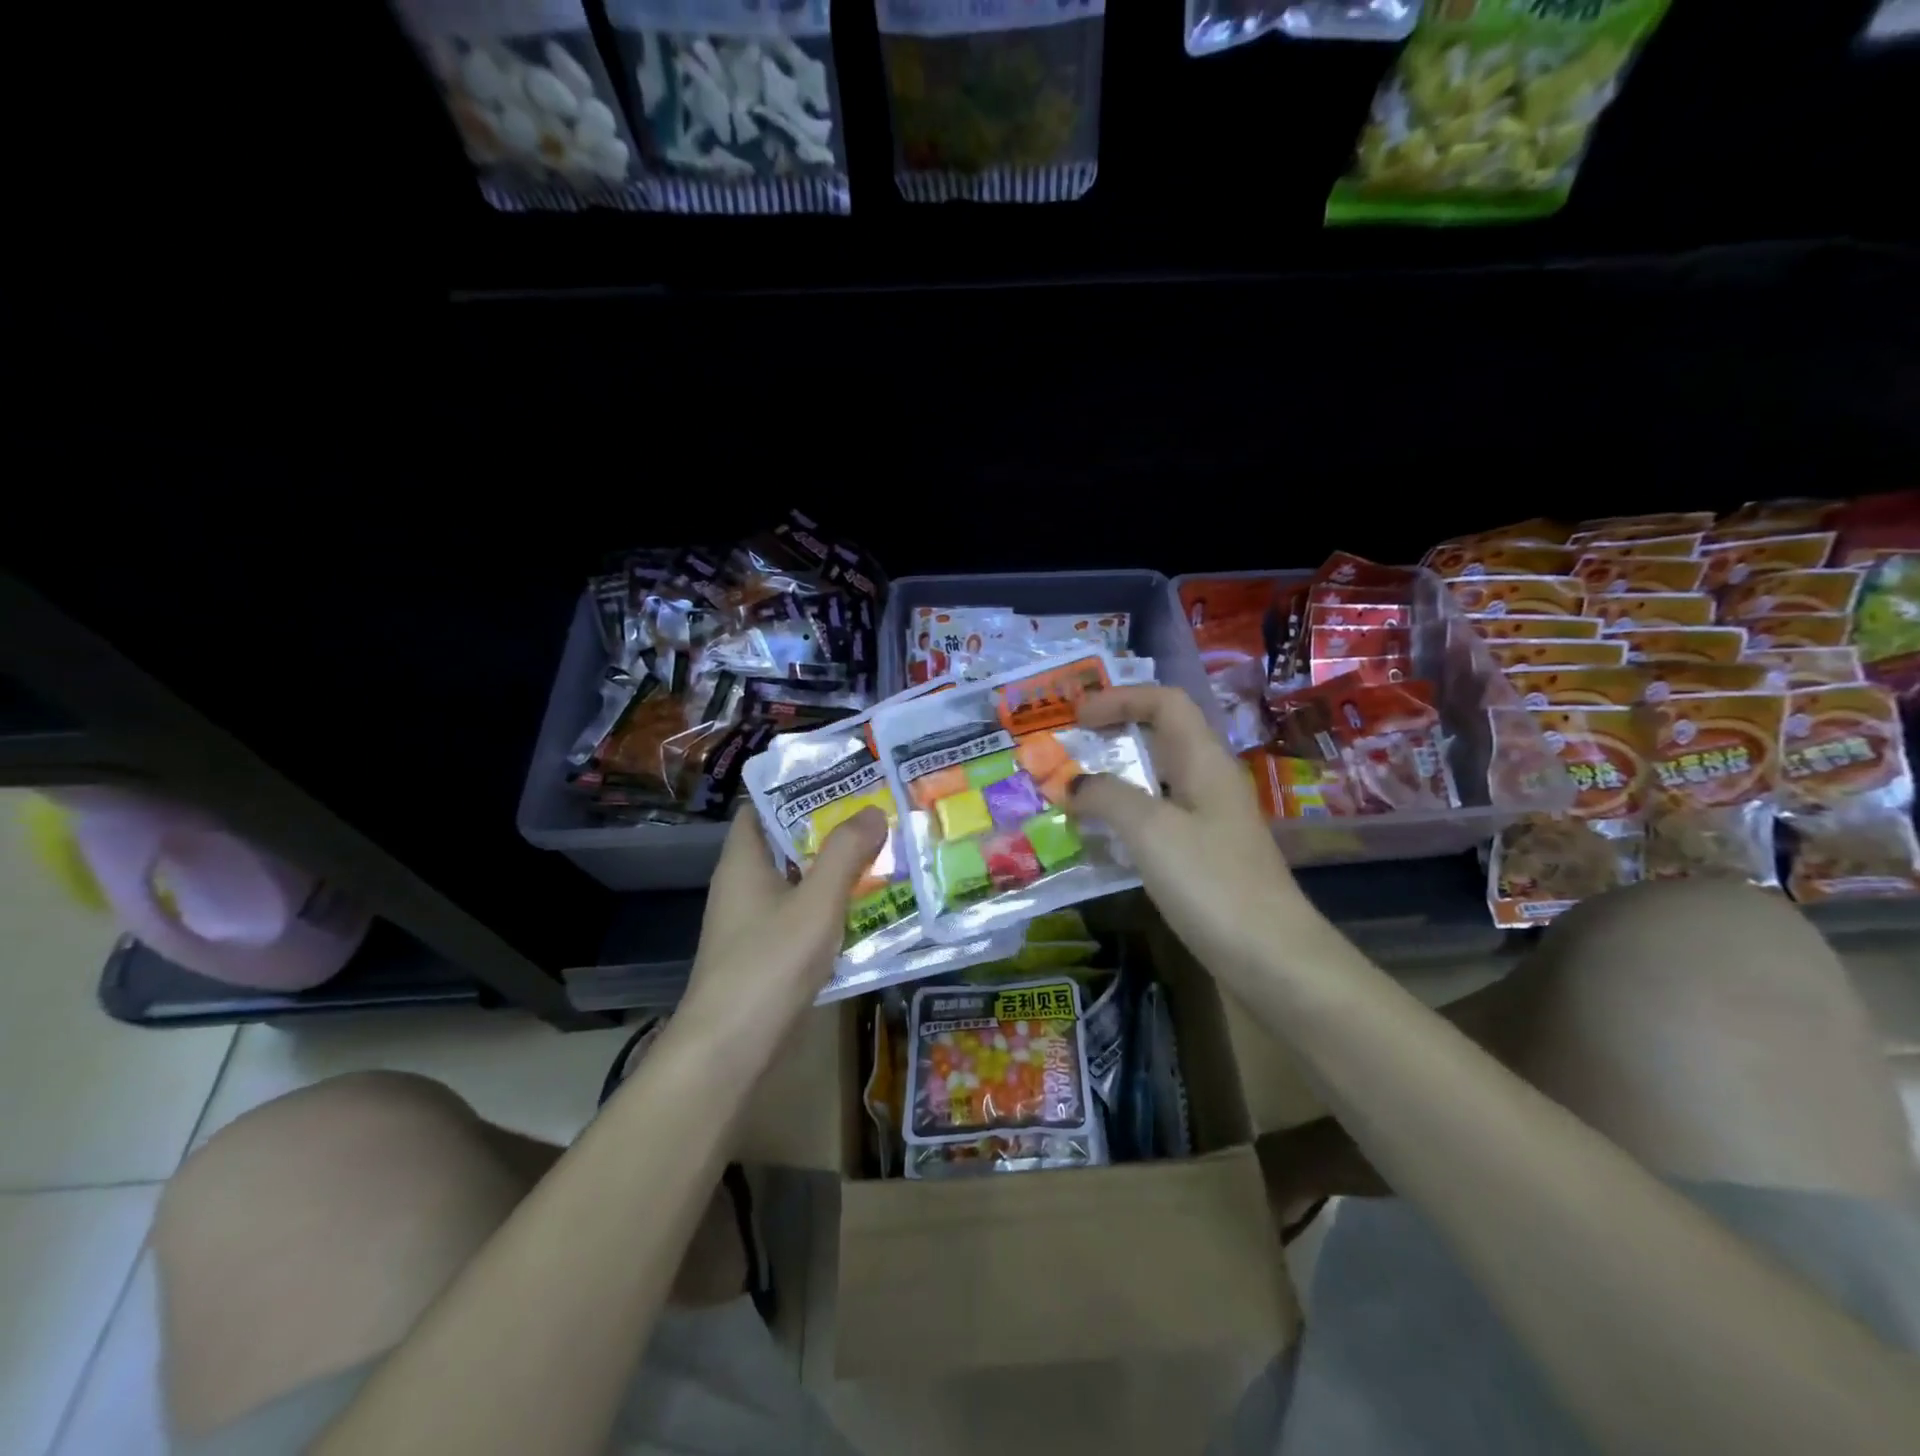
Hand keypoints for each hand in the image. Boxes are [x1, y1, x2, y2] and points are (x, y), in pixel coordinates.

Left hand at [680, 807, 889, 1047]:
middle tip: (875, 814)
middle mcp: (741, 885)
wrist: (729, 1050)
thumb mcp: (816, 903)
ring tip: (880, 853)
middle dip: (826, 829)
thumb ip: (845, 854)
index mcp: (743, 861)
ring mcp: (750, 922)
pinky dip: (826, 906)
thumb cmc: (769, 964)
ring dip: (831, 869)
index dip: (797, 789)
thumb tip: (872, 810)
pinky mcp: (763, 953)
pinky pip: (798, 914)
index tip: (842, 781)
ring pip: (795, 881)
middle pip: (784, 843)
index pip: (761, 807)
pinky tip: (863, 909)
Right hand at [1073, 686, 1312, 987]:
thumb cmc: (1212, 883)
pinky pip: (1156, 819)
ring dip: (1114, 779)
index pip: (1166, 702)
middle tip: (1067, 749)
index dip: (1120, 698)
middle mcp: (1208, 782)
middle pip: (1160, 737)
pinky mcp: (1203, 857)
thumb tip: (1071, 784)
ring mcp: (1208, 821)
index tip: (1076, 717)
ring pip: (1155, 781)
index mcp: (1204, 761)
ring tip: (1071, 791)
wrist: (1271, 960)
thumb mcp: (1152, 831)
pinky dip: (1123, 817)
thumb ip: (1107, 797)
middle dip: (1112, 734)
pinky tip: (1098, 838)